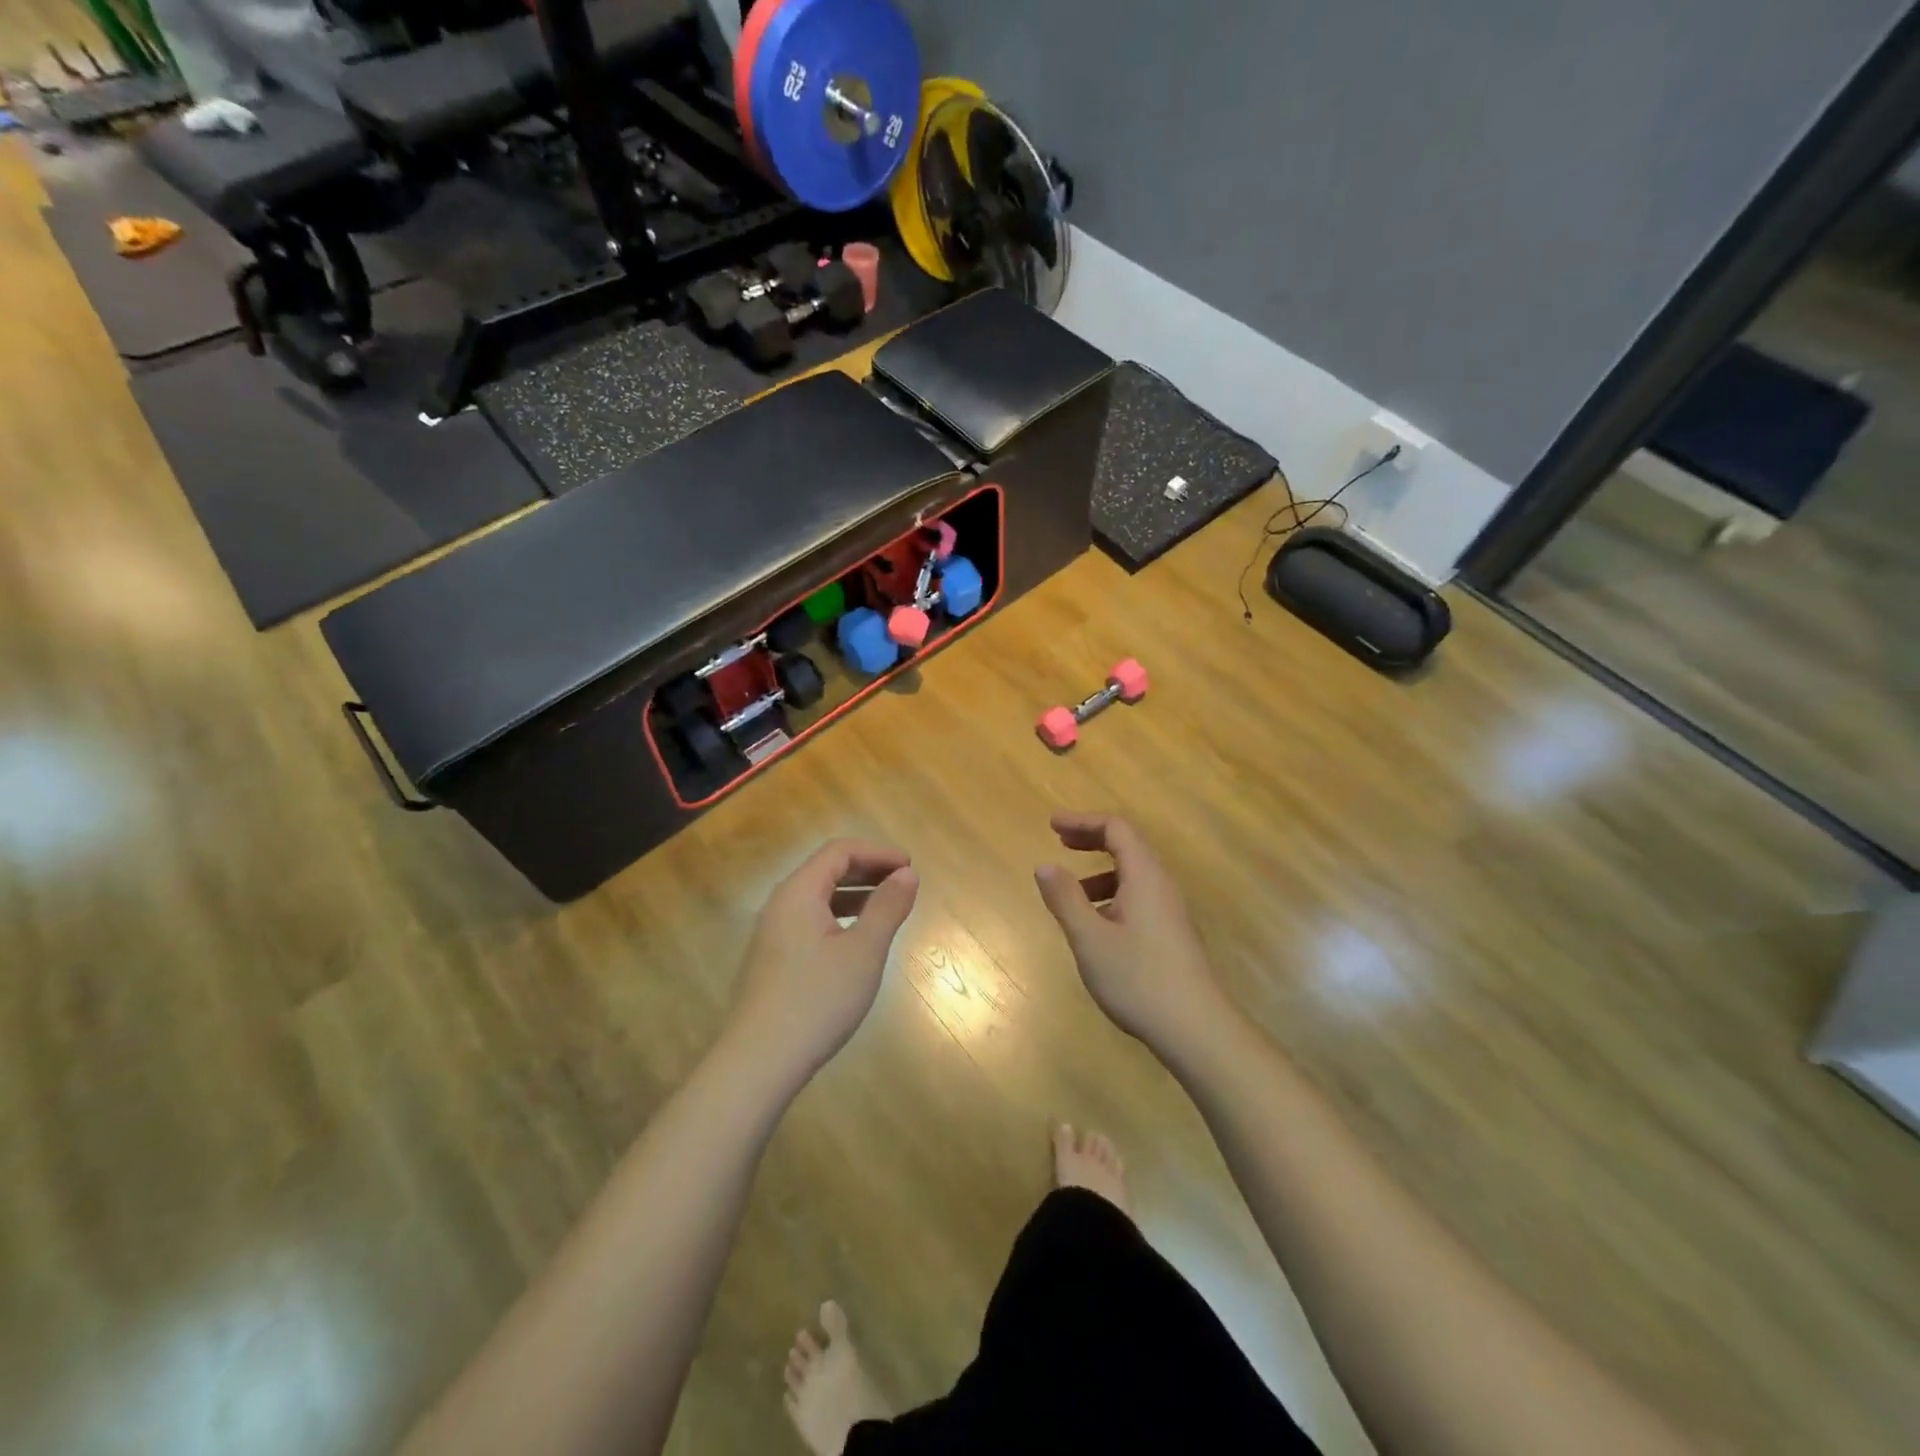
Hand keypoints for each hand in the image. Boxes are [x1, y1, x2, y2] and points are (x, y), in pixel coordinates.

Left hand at [725, 839, 918, 1084]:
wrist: (760, 1061)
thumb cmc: (817, 1000)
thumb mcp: (863, 952)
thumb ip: (887, 908)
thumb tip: (907, 875)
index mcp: (799, 892)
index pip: (839, 851)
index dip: (878, 853)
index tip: (910, 867)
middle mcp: (781, 904)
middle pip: (826, 869)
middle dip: (868, 869)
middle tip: (904, 882)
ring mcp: (773, 933)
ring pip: (818, 896)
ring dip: (855, 893)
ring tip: (887, 906)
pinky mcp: (774, 958)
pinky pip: (811, 920)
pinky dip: (840, 916)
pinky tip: (857, 939)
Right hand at [1034, 812, 1228, 1053]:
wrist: (1196, 1029)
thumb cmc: (1138, 979)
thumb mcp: (1090, 939)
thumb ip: (1065, 899)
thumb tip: (1044, 865)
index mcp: (1145, 877)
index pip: (1116, 829)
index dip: (1083, 821)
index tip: (1052, 824)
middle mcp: (1162, 886)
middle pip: (1128, 846)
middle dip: (1092, 839)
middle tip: (1059, 842)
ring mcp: (1170, 911)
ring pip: (1133, 875)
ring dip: (1100, 871)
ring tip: (1071, 892)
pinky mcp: (1172, 933)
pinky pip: (1139, 897)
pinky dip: (1112, 895)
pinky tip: (1096, 926)